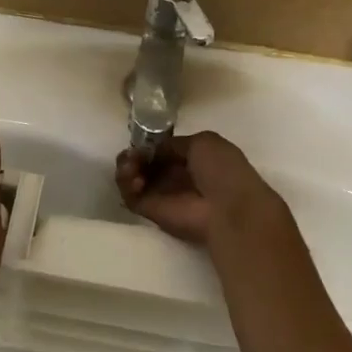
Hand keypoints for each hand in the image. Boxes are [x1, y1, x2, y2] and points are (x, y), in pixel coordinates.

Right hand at [115, 131, 288, 247]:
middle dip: (134, 155)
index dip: (149, 144)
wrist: (226, 207)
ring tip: (132, 167)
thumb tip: (153, 149)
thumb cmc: (221, 170)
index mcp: (191, 158)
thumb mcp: (203, 141)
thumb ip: (173, 143)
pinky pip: (129, 196)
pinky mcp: (149, 210)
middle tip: (133, 155)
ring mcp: (160, 194)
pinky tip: (135, 180)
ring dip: (126, 167)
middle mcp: (174, 176)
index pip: (160, 149)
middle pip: (143, 162)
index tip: (143, 142)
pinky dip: (125, 185)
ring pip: (132, 177)